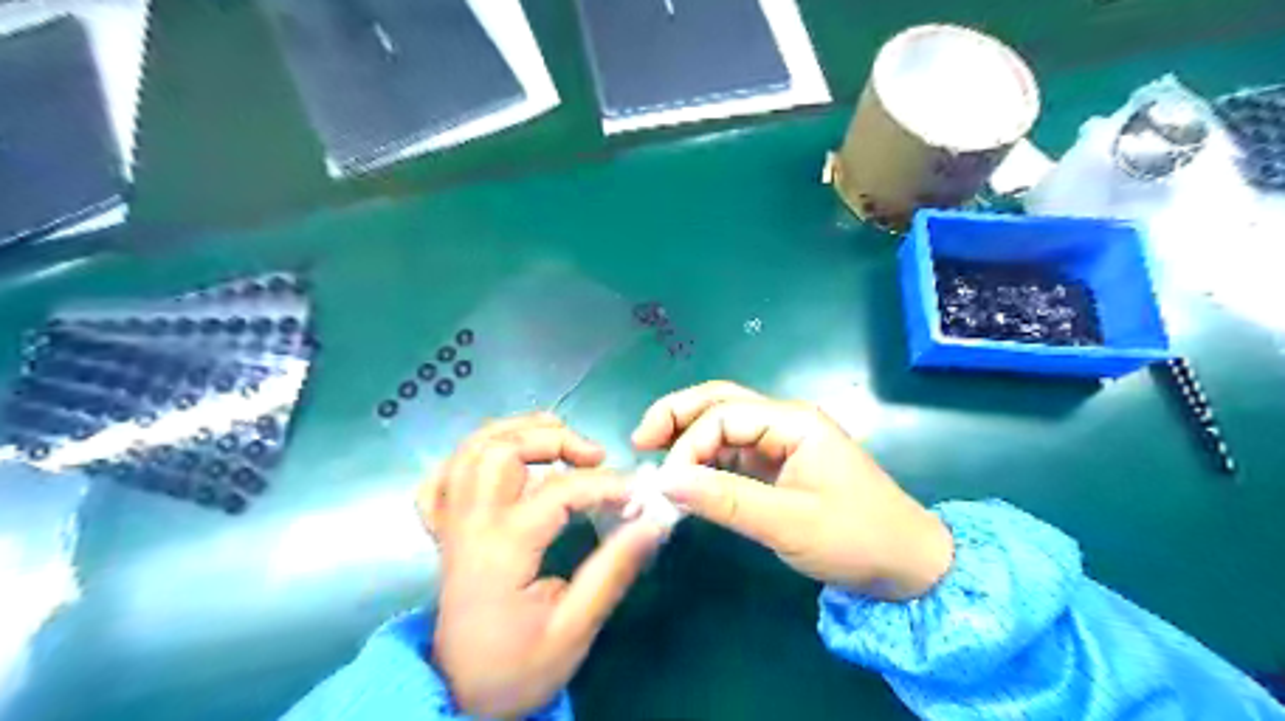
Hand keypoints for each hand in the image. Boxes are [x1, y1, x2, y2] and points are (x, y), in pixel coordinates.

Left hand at [423, 414, 667, 717]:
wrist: (460, 695)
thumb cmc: (519, 666)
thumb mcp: (575, 628)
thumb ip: (614, 570)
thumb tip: (654, 520)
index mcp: (501, 549)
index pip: (558, 492)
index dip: (605, 484)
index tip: (639, 495)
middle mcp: (470, 525)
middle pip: (500, 451)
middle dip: (553, 440)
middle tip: (593, 456)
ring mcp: (451, 524)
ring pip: (470, 450)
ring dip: (516, 431)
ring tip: (557, 437)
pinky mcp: (445, 531)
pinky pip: (443, 477)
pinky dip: (470, 456)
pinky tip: (501, 460)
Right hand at [630, 379, 952, 599]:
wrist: (908, 566)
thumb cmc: (857, 539)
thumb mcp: (788, 523)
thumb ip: (725, 499)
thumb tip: (665, 482)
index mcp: (793, 422)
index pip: (724, 416)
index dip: (688, 443)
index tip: (666, 482)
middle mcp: (784, 422)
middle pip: (720, 401)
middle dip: (677, 414)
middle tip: (639, 439)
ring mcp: (781, 442)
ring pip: (723, 424)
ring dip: (688, 434)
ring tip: (653, 453)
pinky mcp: (778, 465)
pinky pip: (733, 451)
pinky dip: (705, 459)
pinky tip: (686, 475)